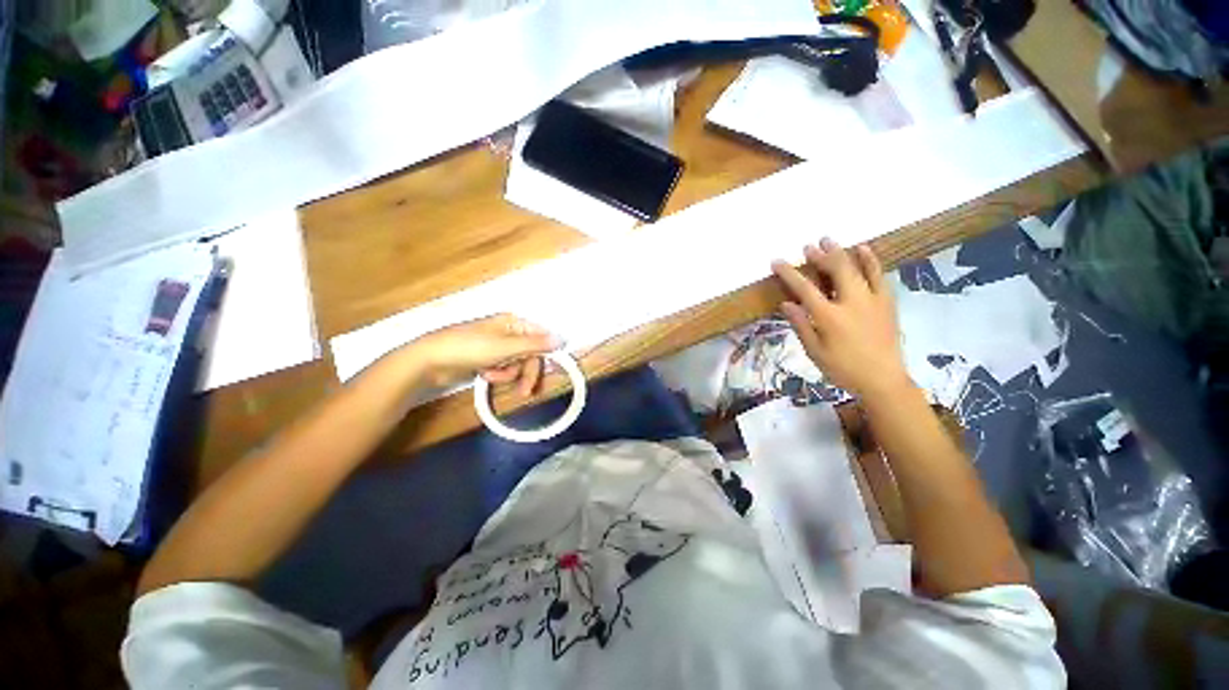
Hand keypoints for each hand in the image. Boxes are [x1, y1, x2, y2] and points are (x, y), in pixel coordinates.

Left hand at [403, 313, 562, 394]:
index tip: (552, 371)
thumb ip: (535, 344)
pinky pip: (504, 369)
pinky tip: (484, 375)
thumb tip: (562, 339)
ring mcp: (498, 346)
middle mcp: (509, 332)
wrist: (430, 360)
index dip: (547, 354)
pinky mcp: (488, 358)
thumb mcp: (505, 347)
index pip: (542, 337)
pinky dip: (497, 374)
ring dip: (508, 374)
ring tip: (491, 375)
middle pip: (531, 354)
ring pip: (518, 364)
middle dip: (526, 372)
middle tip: (524, 391)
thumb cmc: (469, 348)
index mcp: (514, 323)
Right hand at [771, 238, 911, 399]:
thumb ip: (800, 325)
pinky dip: (870, 260)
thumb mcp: (814, 351)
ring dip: (841, 252)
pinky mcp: (886, 302)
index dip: (789, 273)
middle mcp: (851, 302)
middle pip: (834, 270)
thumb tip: (787, 303)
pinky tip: (863, 249)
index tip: (777, 262)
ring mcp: (872, 300)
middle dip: (819, 256)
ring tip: (829, 241)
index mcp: (829, 317)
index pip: (804, 288)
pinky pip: (879, 275)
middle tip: (808, 247)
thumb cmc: (843, 369)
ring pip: (857, 268)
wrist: (883, 380)